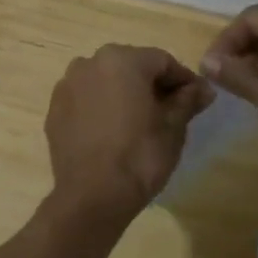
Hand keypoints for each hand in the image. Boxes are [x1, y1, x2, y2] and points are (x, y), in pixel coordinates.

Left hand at [45, 45, 214, 218]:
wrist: (92, 197)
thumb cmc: (140, 156)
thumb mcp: (173, 128)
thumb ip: (187, 100)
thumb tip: (204, 89)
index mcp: (122, 60)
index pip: (163, 61)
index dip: (184, 79)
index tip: (199, 99)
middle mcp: (89, 63)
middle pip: (132, 67)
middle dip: (152, 84)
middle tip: (172, 110)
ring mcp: (67, 86)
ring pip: (105, 82)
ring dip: (125, 94)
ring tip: (140, 122)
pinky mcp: (54, 110)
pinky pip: (86, 100)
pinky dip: (101, 108)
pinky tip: (113, 132)